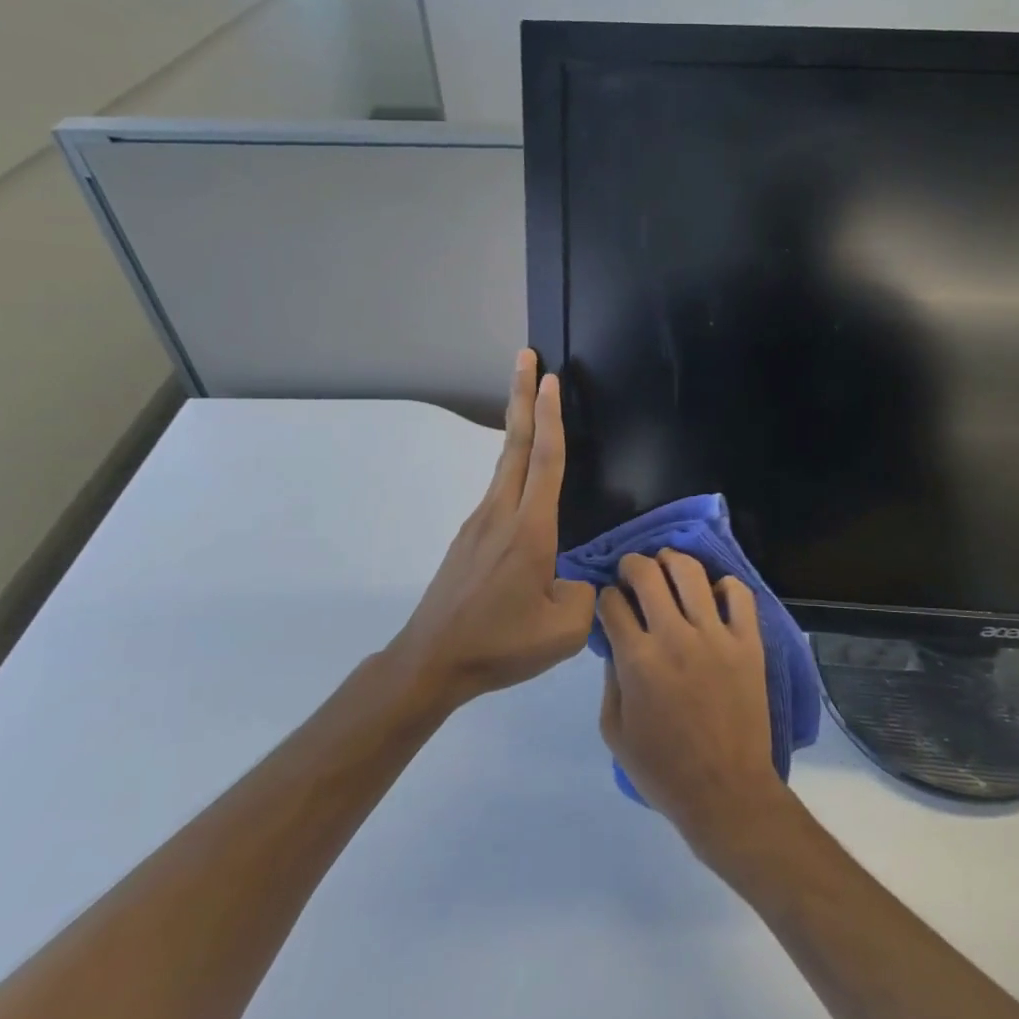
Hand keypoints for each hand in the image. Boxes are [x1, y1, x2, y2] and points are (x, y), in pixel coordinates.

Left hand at [393, 351, 595, 706]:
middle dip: (522, 397)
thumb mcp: (564, 630)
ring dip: (519, 427)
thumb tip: (582, 577)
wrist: (431, 661)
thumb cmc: (500, 644)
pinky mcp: (469, 538)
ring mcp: (479, 523)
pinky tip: (525, 481)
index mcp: (529, 530)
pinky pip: (499, 490)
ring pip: (505, 464)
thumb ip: (587, 595)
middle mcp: (501, 514)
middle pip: (516, 444)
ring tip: (531, 403)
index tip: (551, 378)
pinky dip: (514, 465)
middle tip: (527, 357)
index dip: (552, 417)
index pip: (545, 461)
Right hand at [598, 550, 788, 860]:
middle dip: (632, 565)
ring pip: (691, 572)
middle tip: (631, 571)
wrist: (726, 791)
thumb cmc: (663, 769)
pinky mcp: (748, 642)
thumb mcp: (615, 731)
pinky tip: (713, 593)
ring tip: (667, 566)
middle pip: (647, 574)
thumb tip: (616, 641)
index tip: (609, 602)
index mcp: (637, 660)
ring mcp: (716, 636)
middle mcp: (675, 637)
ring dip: (672, 561)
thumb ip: (610, 679)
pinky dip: (724, 585)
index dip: (605, 597)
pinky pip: (739, 594)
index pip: (612, 603)